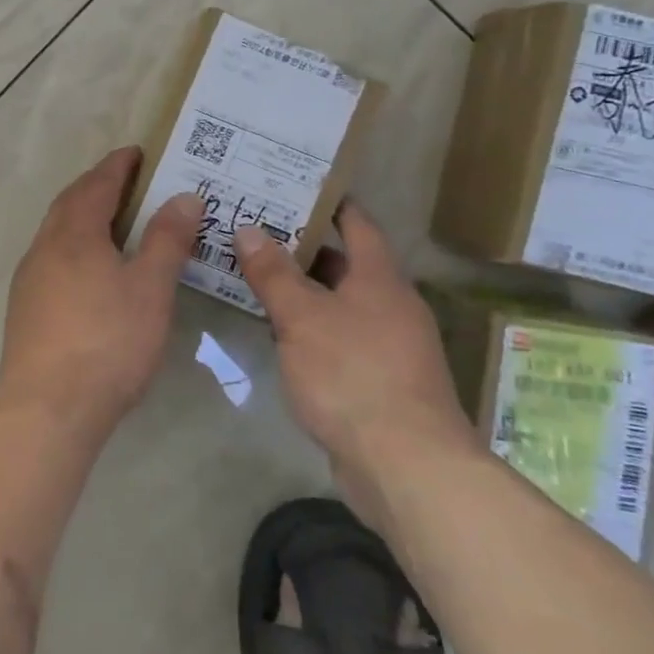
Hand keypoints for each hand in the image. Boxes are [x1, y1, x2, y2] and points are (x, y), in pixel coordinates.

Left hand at [0, 148, 203, 440]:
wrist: (48, 408)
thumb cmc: (108, 341)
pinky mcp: (25, 308)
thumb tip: (184, 196)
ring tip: (113, 221)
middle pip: (70, 203)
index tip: (137, 152)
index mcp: (74, 233)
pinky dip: (74, 246)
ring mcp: (30, 278)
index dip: (118, 165)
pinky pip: (52, 258)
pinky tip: (90, 270)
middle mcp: (45, 247)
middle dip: (97, 186)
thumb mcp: (150, 288)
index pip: (97, 184)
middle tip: (127, 181)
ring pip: (57, 231)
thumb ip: (167, 239)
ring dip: (83, 216)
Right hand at [233, 206, 476, 523]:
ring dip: (303, 291)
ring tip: (255, 276)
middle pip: (345, 264)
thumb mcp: (302, 318)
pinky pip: (340, 338)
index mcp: (380, 279)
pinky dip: (311, 328)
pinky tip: (279, 333)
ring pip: (339, 304)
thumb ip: (273, 273)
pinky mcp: (379, 381)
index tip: (292, 187)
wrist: (406, 466)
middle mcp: (391, 305)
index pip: (356, 224)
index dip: (328, 203)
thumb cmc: (352, 375)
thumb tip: (248, 229)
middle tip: (255, 231)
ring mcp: (389, 345)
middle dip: (302, 248)